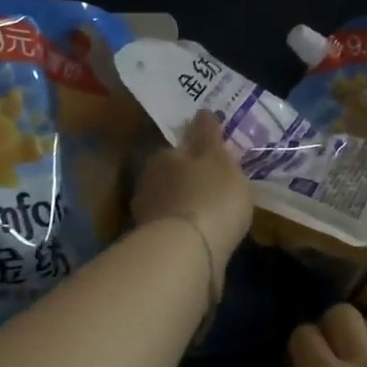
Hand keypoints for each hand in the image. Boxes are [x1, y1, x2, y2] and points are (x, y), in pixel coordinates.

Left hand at [132, 110, 252, 272]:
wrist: (187, 254)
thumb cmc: (209, 196)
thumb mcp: (219, 159)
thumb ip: (209, 136)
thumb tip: (201, 111)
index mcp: (162, 158)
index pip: (177, 150)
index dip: (195, 154)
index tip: (212, 162)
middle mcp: (147, 185)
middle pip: (170, 178)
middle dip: (188, 182)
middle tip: (213, 189)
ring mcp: (147, 218)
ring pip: (170, 206)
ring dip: (186, 208)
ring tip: (211, 215)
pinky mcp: (154, 248)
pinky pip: (174, 232)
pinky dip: (186, 232)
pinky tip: (203, 238)